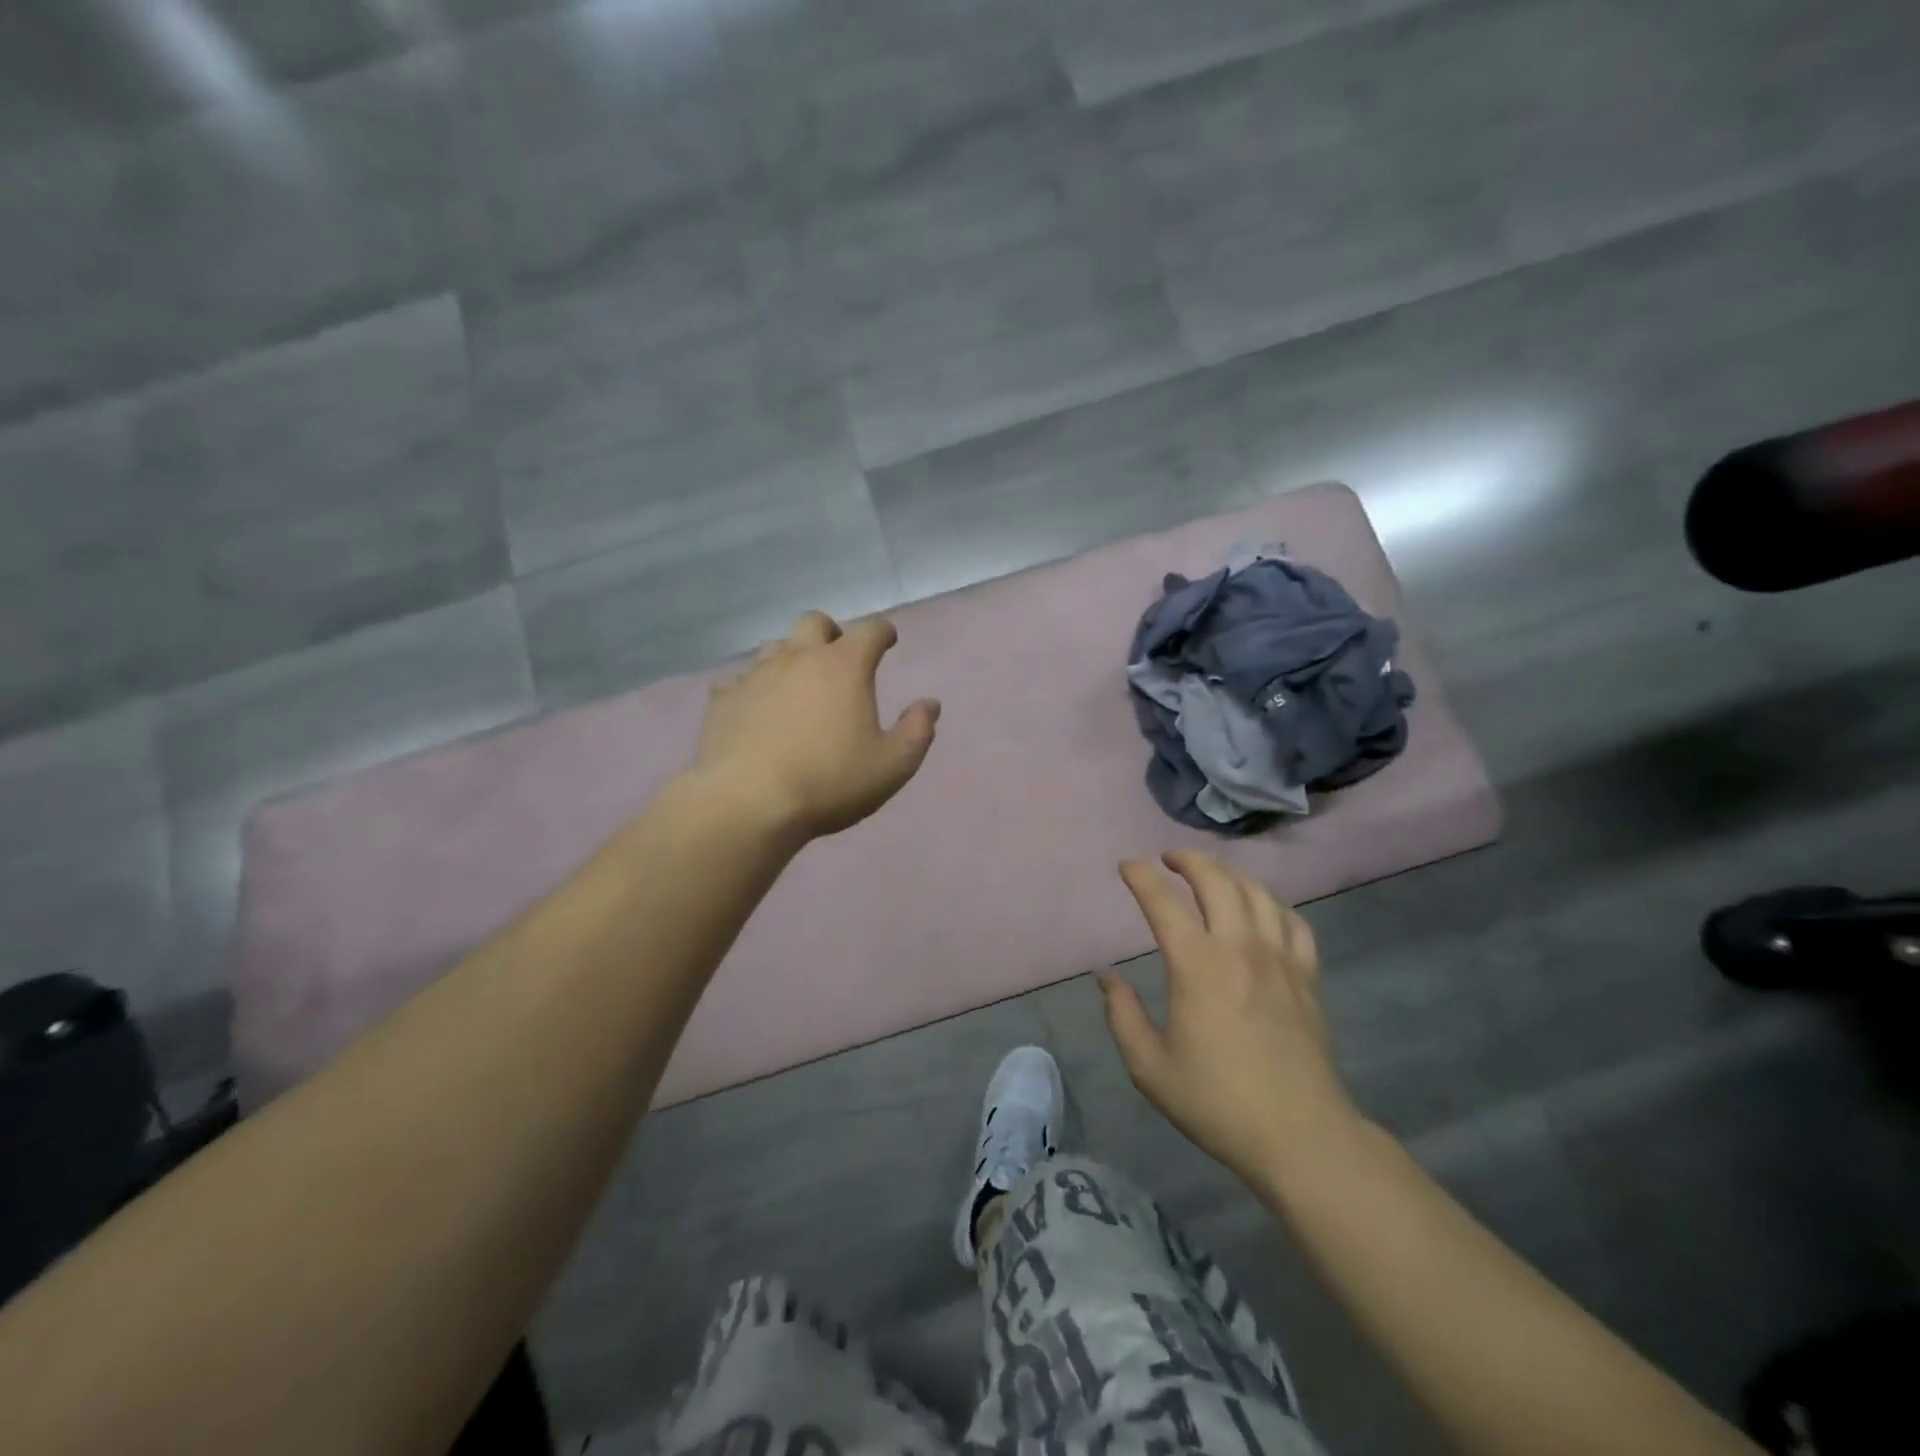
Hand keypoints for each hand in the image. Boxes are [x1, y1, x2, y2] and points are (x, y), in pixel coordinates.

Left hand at [692, 611, 939, 839]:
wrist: (748, 802)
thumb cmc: (830, 781)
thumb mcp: (892, 765)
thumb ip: (917, 730)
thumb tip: (930, 705)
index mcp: (845, 666)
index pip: (871, 630)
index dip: (883, 632)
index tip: (888, 640)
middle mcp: (799, 658)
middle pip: (815, 622)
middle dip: (831, 633)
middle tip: (838, 658)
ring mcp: (756, 675)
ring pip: (775, 647)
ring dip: (791, 657)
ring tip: (798, 686)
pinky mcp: (723, 699)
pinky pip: (739, 680)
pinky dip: (754, 688)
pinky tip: (757, 710)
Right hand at [1101, 851, 1360, 1187]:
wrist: (1300, 1137)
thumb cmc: (1217, 1102)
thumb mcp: (1149, 1066)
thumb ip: (1122, 1015)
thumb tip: (1107, 977)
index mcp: (1197, 965)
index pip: (1163, 902)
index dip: (1140, 877)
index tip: (1127, 867)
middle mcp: (1239, 947)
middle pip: (1216, 880)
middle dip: (1188, 859)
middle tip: (1168, 860)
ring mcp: (1280, 958)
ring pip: (1256, 892)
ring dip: (1229, 874)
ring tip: (1211, 877)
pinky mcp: (1308, 976)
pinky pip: (1293, 921)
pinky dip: (1272, 904)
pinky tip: (1261, 912)